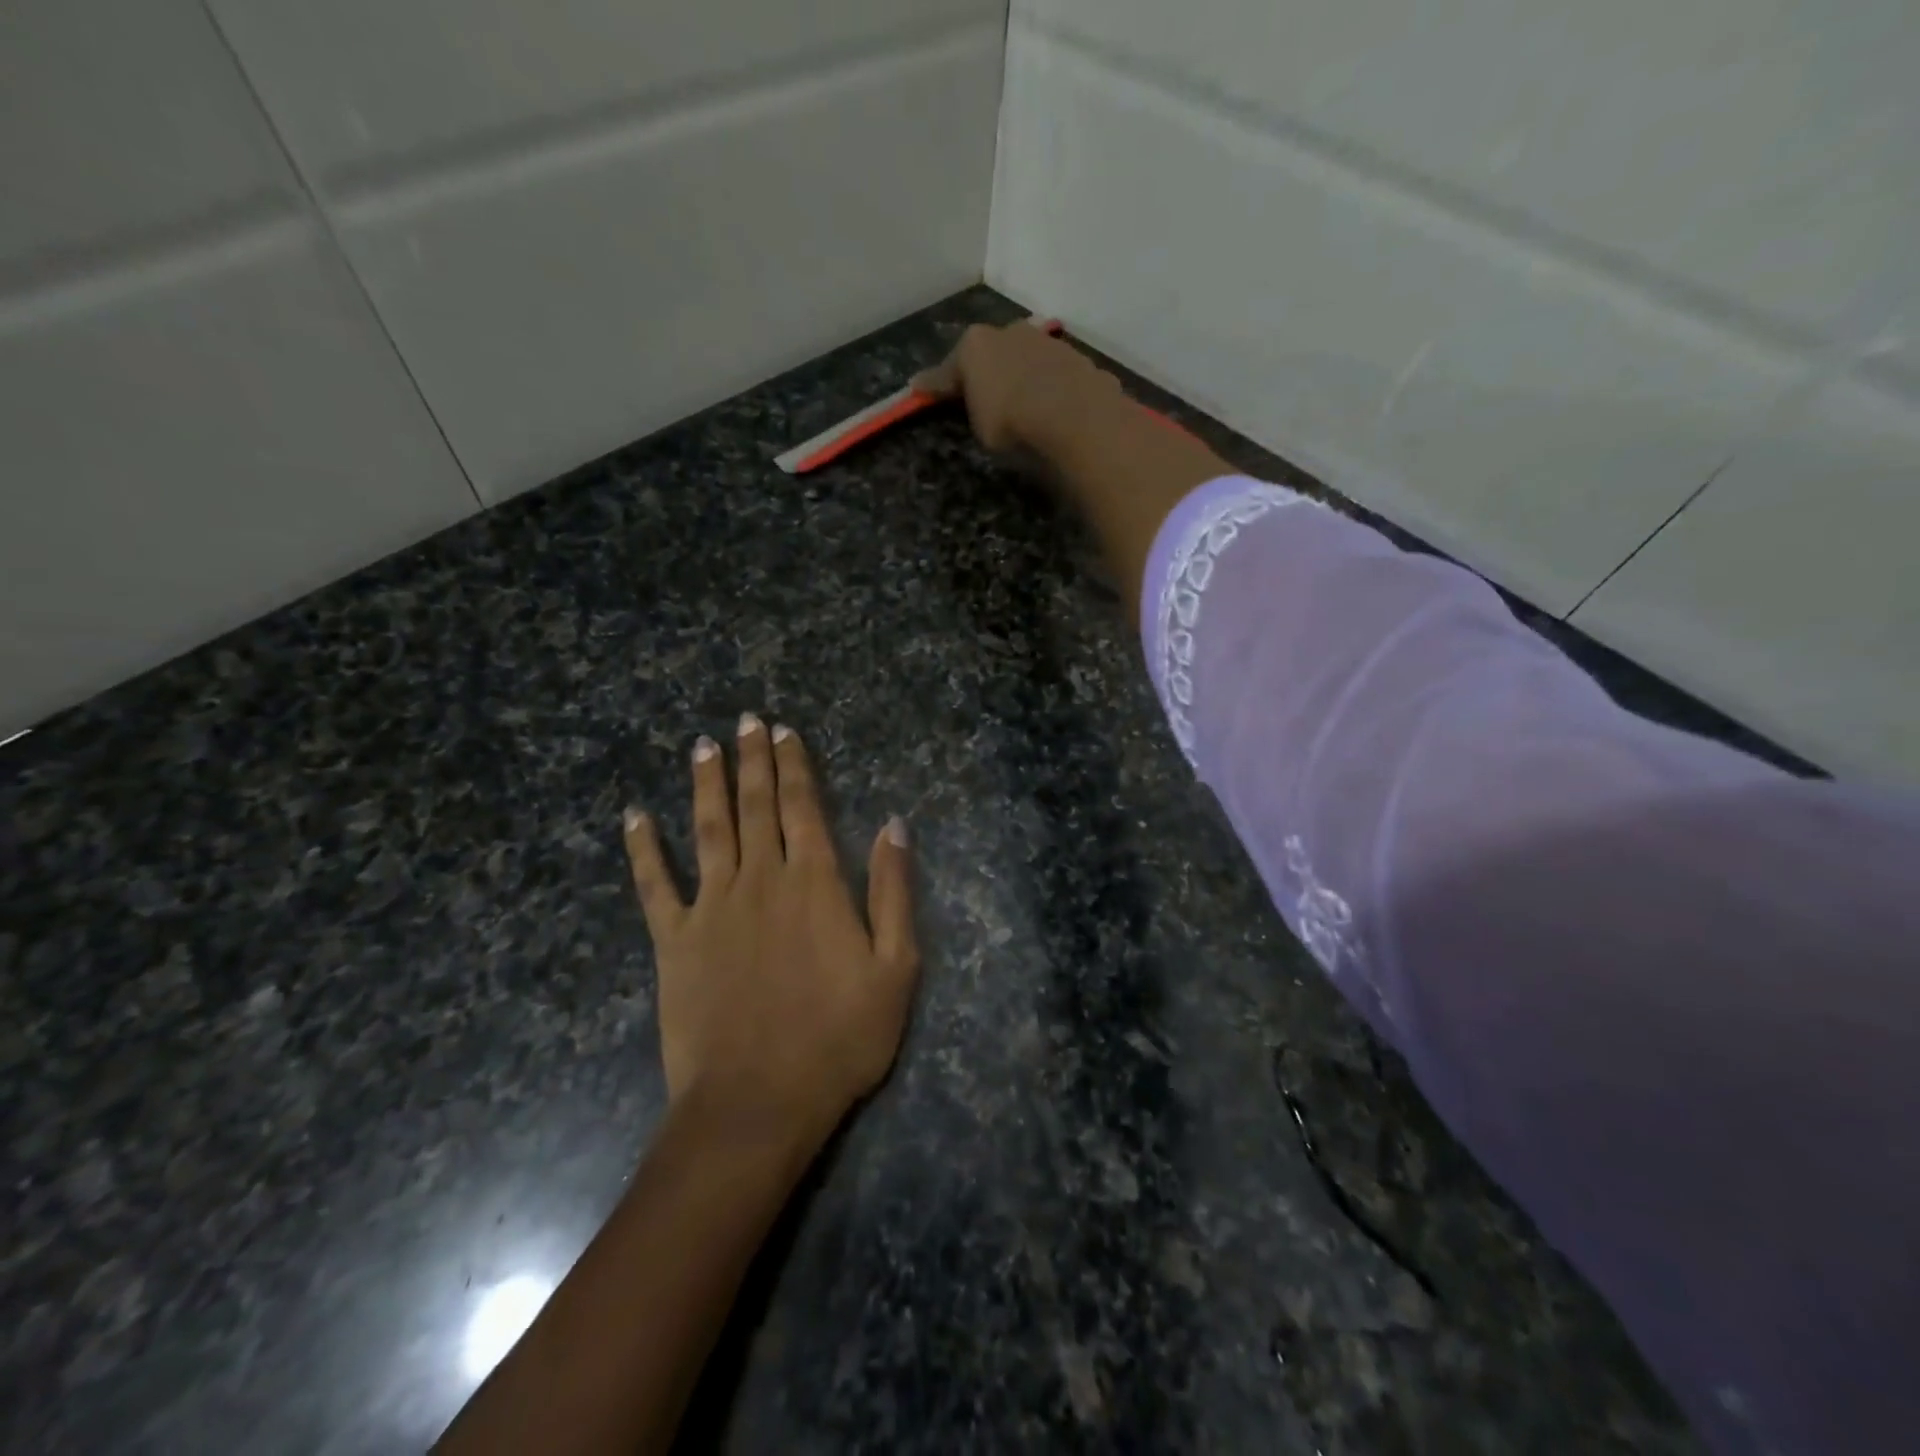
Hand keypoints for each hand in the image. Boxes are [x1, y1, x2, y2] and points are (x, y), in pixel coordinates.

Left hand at [623, 714, 918, 1145]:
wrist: (759, 1102)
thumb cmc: (839, 1038)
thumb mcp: (896, 967)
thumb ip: (894, 891)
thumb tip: (894, 824)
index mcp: (814, 882)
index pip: (802, 807)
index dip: (793, 765)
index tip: (783, 731)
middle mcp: (761, 879)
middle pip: (755, 805)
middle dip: (752, 760)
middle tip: (744, 721)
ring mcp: (712, 907)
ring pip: (708, 829)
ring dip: (705, 784)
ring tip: (701, 746)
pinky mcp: (674, 941)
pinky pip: (653, 885)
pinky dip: (642, 849)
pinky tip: (633, 817)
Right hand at [913, 320, 1122, 453]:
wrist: (1077, 421)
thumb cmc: (1012, 424)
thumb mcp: (978, 426)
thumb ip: (965, 406)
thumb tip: (939, 390)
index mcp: (976, 344)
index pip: (950, 367)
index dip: (937, 383)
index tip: (922, 390)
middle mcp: (1013, 332)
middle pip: (994, 354)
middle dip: (989, 372)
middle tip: (986, 398)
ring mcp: (1051, 344)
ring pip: (1031, 360)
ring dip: (1027, 378)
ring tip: (1028, 407)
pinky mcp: (1083, 362)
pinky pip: (1060, 378)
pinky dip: (1056, 391)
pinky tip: (1059, 413)